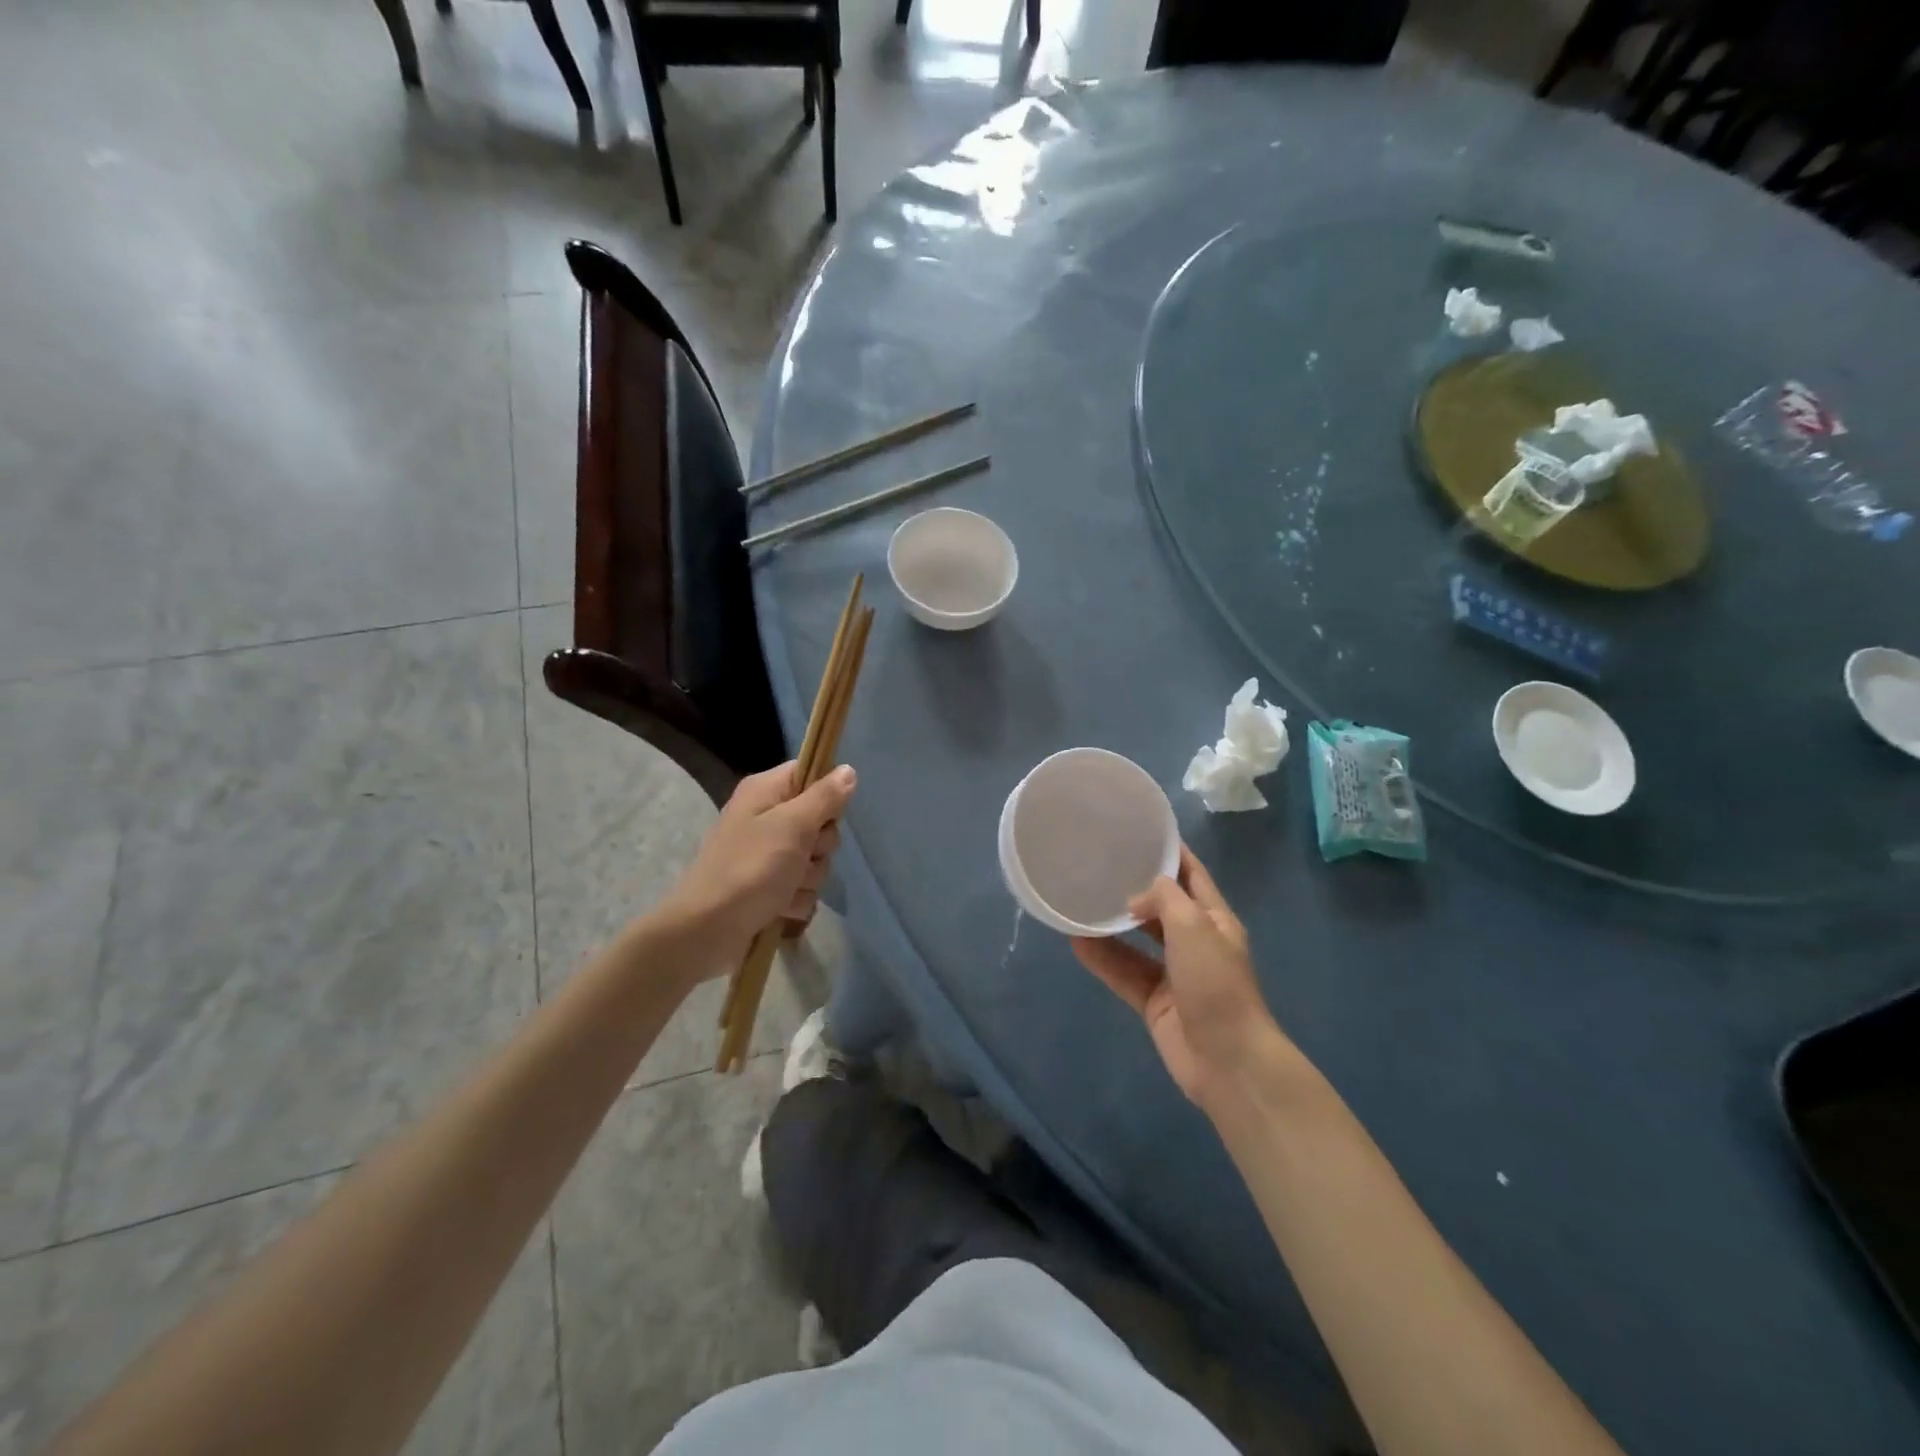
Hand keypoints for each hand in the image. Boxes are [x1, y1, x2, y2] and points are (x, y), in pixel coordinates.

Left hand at [664, 761, 855, 972]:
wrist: (707, 931)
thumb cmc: (750, 869)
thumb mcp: (792, 826)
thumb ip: (824, 798)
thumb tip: (848, 770)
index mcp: (766, 792)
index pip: (810, 772)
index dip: (826, 793)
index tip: (827, 814)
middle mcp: (767, 818)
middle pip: (820, 821)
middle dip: (819, 846)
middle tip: (802, 855)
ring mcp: (768, 855)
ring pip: (815, 859)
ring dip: (809, 878)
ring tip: (785, 889)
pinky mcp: (770, 887)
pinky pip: (803, 887)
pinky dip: (796, 900)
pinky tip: (781, 908)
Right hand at [1072, 846, 1282, 1106]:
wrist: (1227, 1060)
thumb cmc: (1216, 983)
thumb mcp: (1194, 926)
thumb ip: (1164, 899)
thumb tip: (1135, 899)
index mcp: (1214, 919)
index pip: (1191, 874)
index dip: (1169, 851)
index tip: (1138, 831)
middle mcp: (1195, 942)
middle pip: (1162, 906)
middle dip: (1134, 887)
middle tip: (1097, 864)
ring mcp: (1175, 974)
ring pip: (1137, 941)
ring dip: (1112, 924)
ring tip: (1080, 900)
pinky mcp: (1155, 1002)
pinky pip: (1124, 972)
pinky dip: (1103, 959)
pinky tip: (1076, 942)